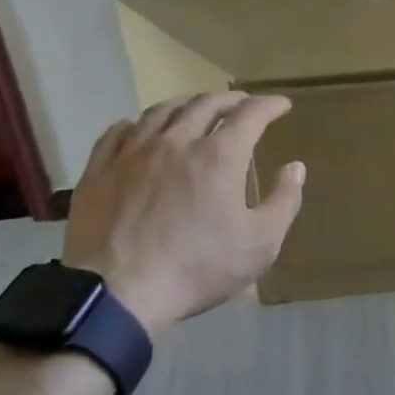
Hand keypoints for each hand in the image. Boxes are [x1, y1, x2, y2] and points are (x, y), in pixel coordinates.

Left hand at [61, 93, 305, 336]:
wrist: (116, 294)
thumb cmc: (196, 269)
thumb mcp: (259, 245)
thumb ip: (283, 201)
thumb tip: (295, 167)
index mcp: (219, 155)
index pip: (250, 114)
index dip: (269, 105)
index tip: (281, 105)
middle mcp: (177, 141)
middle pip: (205, 104)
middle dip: (229, 100)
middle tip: (241, 104)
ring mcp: (133, 152)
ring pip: (161, 111)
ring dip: (185, 105)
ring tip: (194, 110)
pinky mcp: (99, 170)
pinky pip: (116, 133)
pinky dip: (135, 124)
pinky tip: (137, 129)